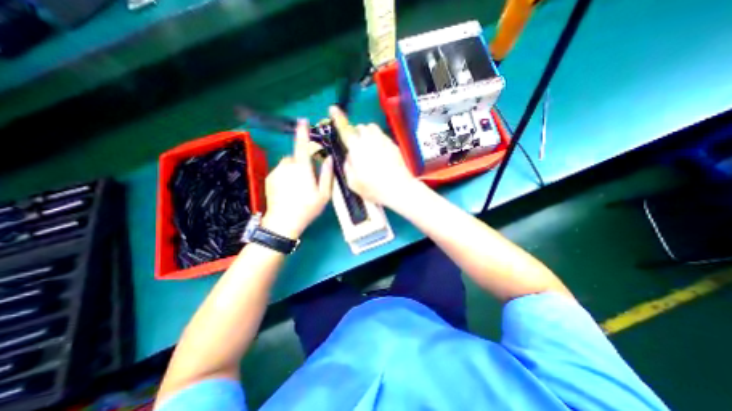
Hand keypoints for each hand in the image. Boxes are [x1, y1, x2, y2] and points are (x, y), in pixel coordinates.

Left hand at [261, 118, 333, 236]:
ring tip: (297, 187)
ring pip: (287, 164)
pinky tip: (288, 190)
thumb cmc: (307, 208)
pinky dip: (285, 175)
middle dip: (302, 163)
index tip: (303, 121)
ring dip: (293, 169)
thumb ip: (327, 174)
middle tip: (308, 180)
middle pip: (296, 157)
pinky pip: (280, 171)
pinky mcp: (269, 178)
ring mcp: (276, 172)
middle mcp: (287, 166)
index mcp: (302, 168)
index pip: (302, 145)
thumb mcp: (323, 194)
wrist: (283, 222)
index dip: (303, 132)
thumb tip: (328, 159)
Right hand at [328, 106, 413, 208]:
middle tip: (357, 147)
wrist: (399, 188)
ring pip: (372, 128)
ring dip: (367, 134)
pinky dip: (378, 140)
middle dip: (356, 133)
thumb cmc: (373, 188)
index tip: (333, 108)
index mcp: (357, 148)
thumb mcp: (353, 182)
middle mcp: (370, 139)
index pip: (345, 130)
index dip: (338, 118)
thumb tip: (349, 156)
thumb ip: (348, 166)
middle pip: (360, 127)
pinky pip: (382, 136)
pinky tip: (381, 154)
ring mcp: (383, 140)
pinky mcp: (393, 144)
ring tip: (369, 148)